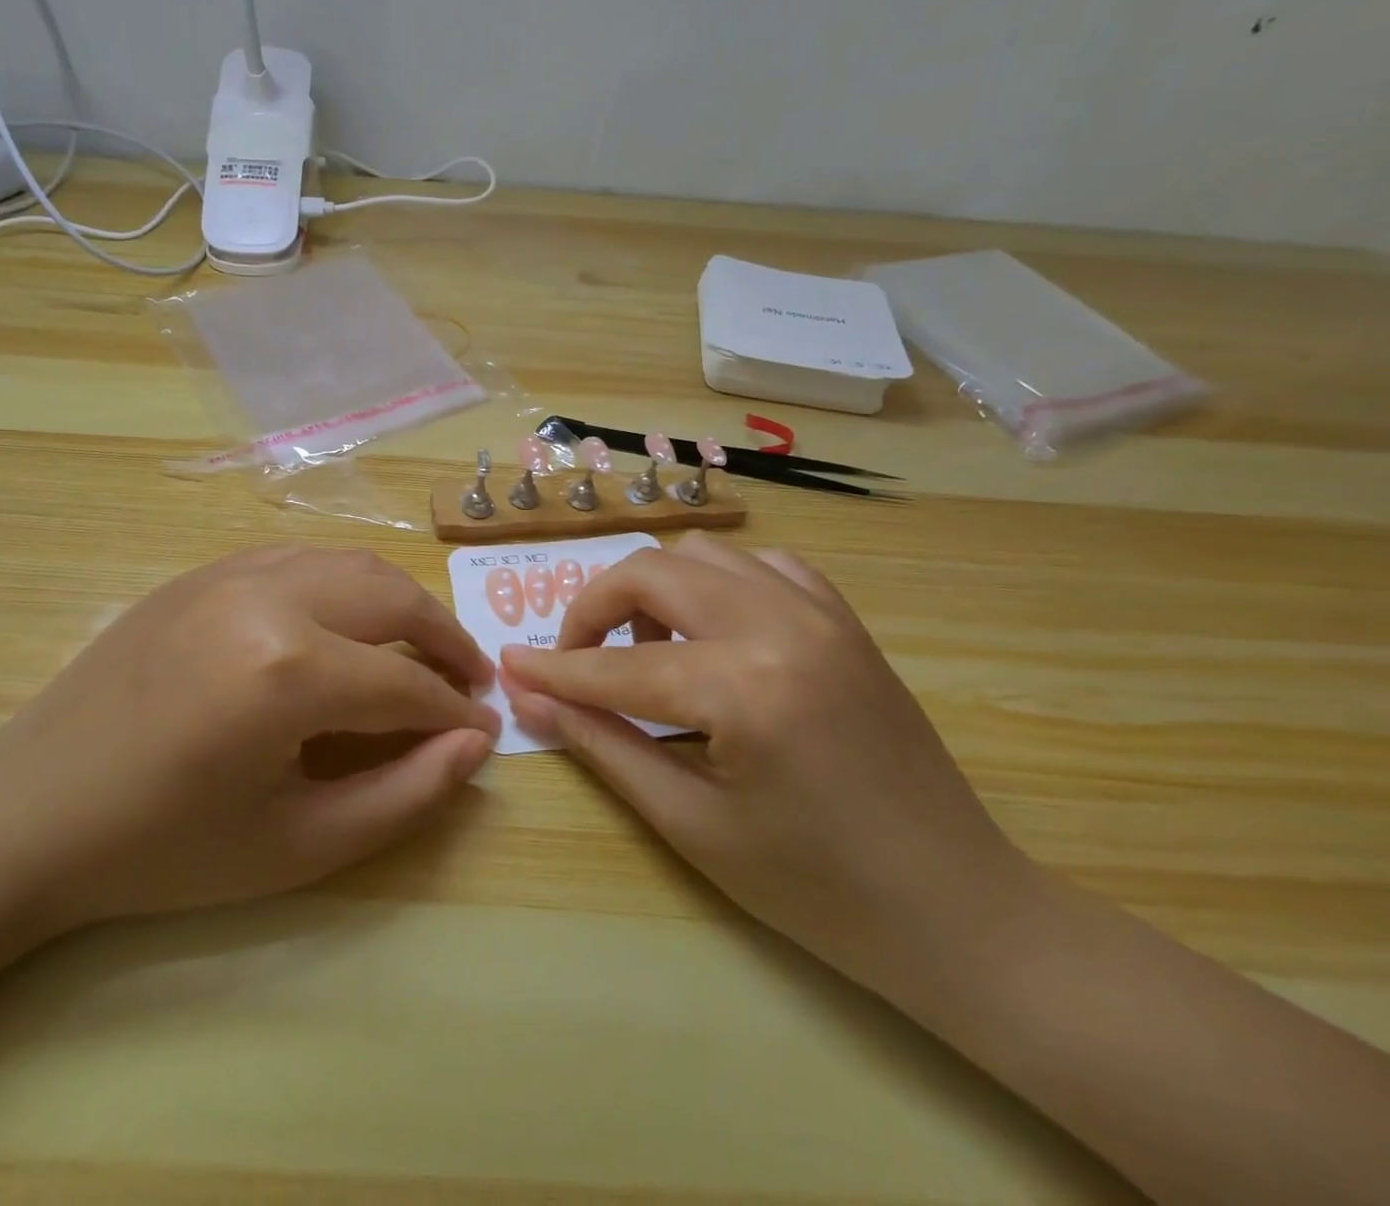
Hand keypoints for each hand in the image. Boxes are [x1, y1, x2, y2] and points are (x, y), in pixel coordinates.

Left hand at [0, 545, 498, 933]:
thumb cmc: (163, 849)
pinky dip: (344, 584)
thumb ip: (402, 797)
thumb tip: (473, 747)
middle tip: (467, 683)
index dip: (455, 715)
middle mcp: (268, 597)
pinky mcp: (203, 570)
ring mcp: (231, 571)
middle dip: (446, 639)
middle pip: (393, 598)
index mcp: (288, 671)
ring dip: (400, 603)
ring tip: (421, 648)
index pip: (406, 685)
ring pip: (351, 564)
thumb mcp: (296, 847)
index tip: (484, 734)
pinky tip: (346, 623)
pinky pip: (300, 559)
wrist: (28, 812)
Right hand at [498, 534, 1031, 994]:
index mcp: (744, 689)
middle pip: (653, 572)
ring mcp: (820, 613)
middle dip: (595, 610)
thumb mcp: (691, 825)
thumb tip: (530, 697)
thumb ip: (603, 746)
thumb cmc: (817, 890)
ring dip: (655, 593)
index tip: (506, 663)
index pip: (616, 666)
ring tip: (651, 655)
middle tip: (577, 661)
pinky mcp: (844, 619)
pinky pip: (760, 566)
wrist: (959, 910)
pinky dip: (716, 586)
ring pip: (702, 554)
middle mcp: (781, 626)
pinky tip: (713, 637)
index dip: (553, 667)